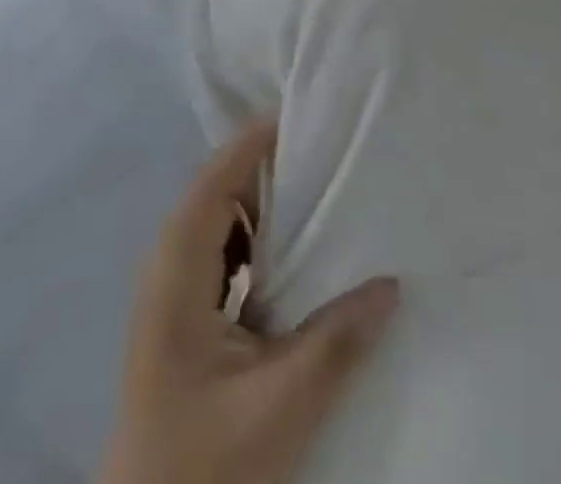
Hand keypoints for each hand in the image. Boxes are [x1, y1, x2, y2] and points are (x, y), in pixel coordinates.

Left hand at [99, 118, 400, 483]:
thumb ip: (337, 340)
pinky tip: (297, 254)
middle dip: (269, 167)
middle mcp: (168, 266)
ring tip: (320, 189)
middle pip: (219, 192)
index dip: (254, 141)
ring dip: (266, 205)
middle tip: (326, 148)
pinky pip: (225, 254)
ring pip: (222, 223)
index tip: (303, 111)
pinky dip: (260, 241)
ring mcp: (173, 292)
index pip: (215, 180)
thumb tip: (391, 283)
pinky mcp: (185, 317)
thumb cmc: (204, 461)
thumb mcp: (280, 403)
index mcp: (176, 270)